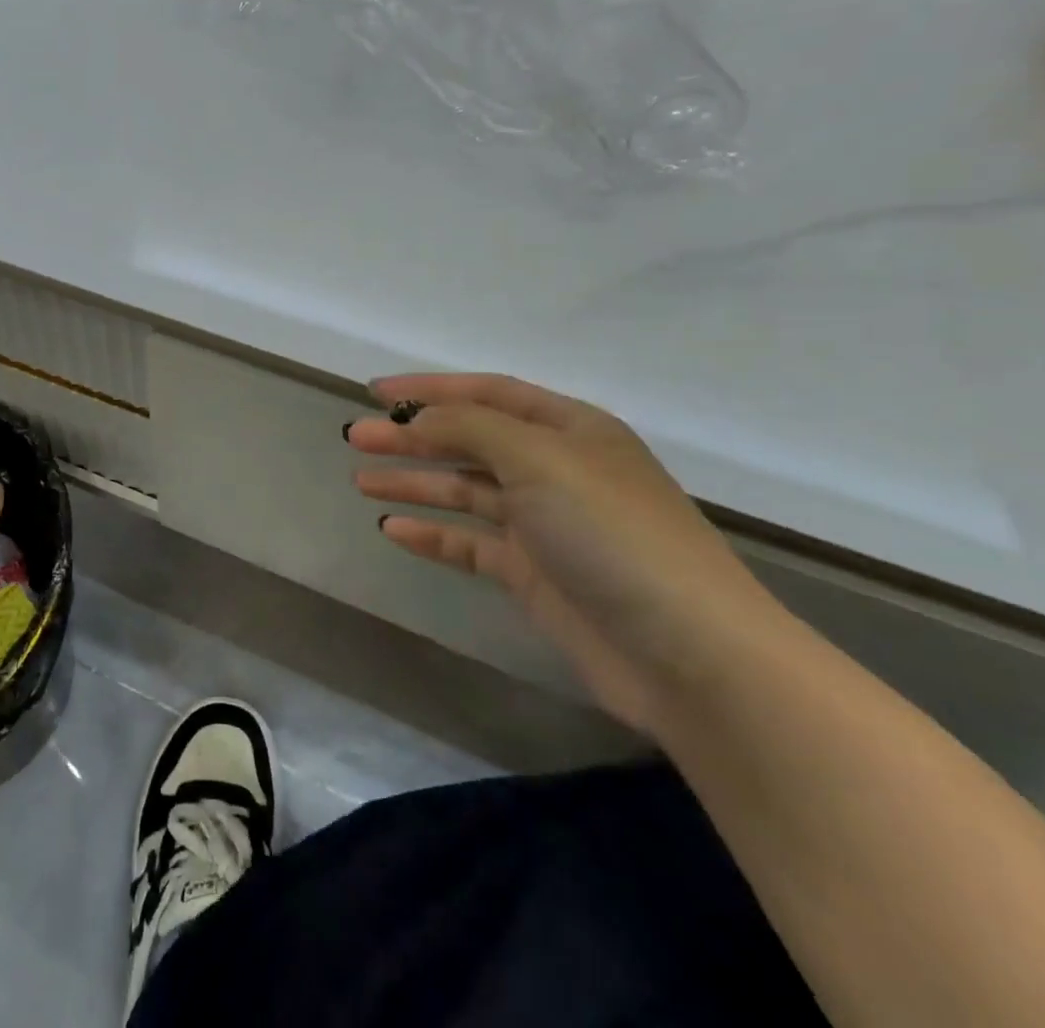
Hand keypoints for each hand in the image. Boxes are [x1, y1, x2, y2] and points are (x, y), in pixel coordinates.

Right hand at [347, 374, 781, 733]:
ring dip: (415, 482)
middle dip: (412, 437)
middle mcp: (556, 469)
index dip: (430, 389)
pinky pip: (471, 543)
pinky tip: (394, 529)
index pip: (487, 393)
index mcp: (570, 429)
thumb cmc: (612, 533)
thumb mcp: (539, 459)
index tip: (375, 392)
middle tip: (355, 437)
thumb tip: (416, 420)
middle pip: (470, 441)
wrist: (689, 655)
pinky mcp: (535, 574)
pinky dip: (433, 534)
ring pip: (465, 491)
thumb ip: (470, 429)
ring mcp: (545, 524)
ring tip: (360, 479)